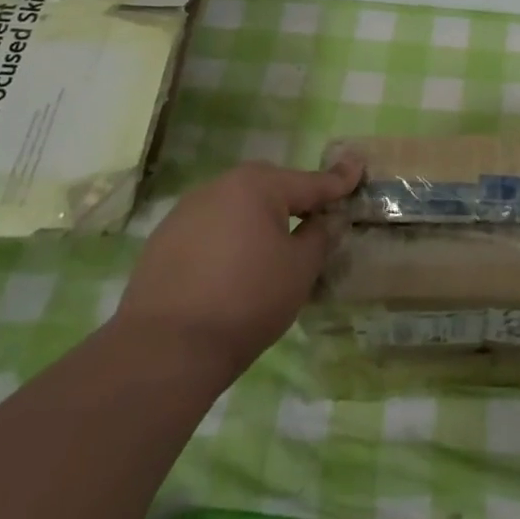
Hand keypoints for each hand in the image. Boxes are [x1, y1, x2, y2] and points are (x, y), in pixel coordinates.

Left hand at [118, 156, 362, 374]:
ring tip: (269, 250)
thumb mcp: (299, 269)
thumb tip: (322, 221)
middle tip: (314, 217)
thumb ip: (318, 236)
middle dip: (293, 200)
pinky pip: (208, 231)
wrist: (163, 351)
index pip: (310, 182)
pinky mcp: (161, 243)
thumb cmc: (246, 301)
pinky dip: (226, 242)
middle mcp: (219, 187)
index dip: (338, 181)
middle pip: (269, 189)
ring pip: (235, 209)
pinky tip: (230, 270)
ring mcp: (184, 213)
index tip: (358, 168)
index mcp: (257, 185)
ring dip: (256, 222)